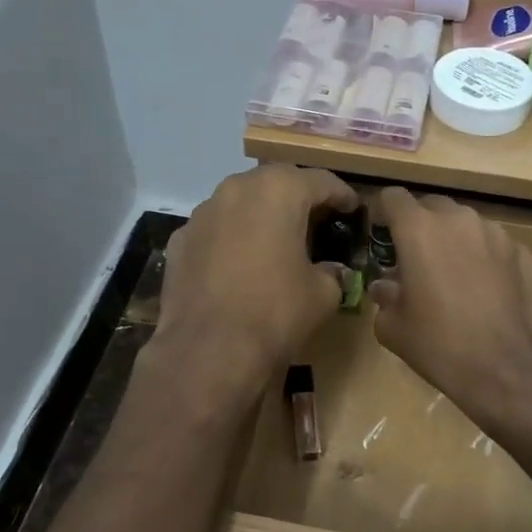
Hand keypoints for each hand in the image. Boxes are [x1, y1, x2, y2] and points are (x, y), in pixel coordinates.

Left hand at [153, 165, 358, 400]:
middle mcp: (236, 190)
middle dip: (297, 198)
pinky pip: (215, 230)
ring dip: (260, 215)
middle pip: (275, 183)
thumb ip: (332, 272)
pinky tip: (240, 265)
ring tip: (276, 240)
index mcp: (278, 191)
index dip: (341, 195)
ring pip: (239, 203)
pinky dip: (231, 239)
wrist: (208, 350)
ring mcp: (201, 214)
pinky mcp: (179, 241)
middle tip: (315, 220)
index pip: (320, 181)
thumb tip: (331, 272)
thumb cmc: (276, 312)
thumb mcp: (323, 294)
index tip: (352, 209)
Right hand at [367, 188, 531, 426]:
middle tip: (417, 261)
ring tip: (455, 277)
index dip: (383, 214)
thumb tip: (386, 286)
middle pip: (431, 207)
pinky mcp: (524, 252)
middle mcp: (458, 219)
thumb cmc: (440, 346)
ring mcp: (496, 233)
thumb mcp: (393, 328)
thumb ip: (384, 296)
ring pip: (466, 224)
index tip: (382, 237)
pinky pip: (494, 245)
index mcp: (418, 230)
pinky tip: (487, 292)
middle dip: (421, 227)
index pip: (393, 197)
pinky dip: (485, 258)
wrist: (509, 369)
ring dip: (455, 241)